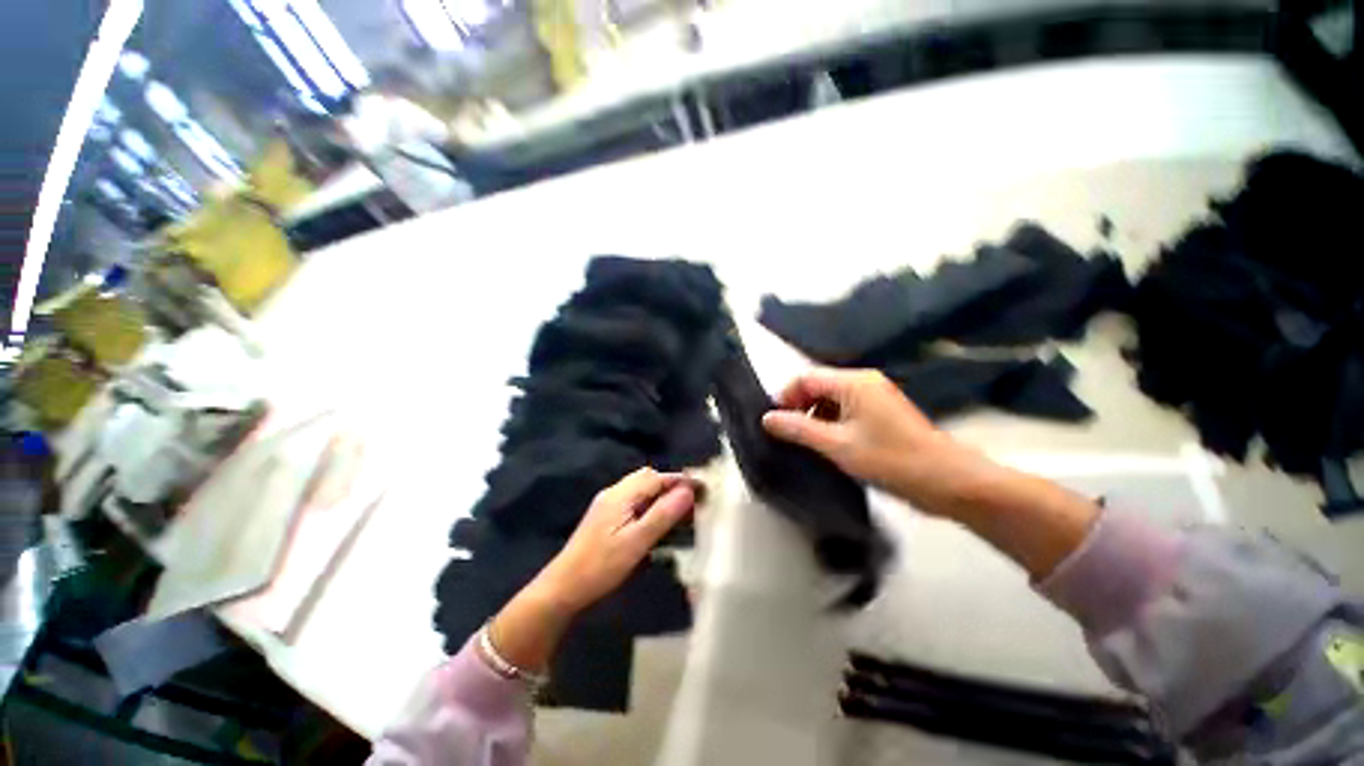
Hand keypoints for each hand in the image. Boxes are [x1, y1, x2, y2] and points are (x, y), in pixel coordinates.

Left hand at [487, 468, 696, 674]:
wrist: (563, 587)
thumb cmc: (602, 565)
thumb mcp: (637, 541)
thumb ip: (663, 514)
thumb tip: (688, 491)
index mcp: (621, 494)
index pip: (656, 477)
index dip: (680, 480)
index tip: (702, 488)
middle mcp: (614, 492)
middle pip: (647, 477)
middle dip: (670, 483)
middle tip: (690, 500)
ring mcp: (607, 503)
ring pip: (639, 488)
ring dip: (660, 492)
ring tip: (678, 509)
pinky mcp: (604, 515)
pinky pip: (632, 499)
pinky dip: (649, 502)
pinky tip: (655, 519)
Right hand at [761, 368, 1098, 577]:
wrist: (949, 482)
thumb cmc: (890, 460)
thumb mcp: (837, 445)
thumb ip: (799, 429)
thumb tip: (767, 418)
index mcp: (853, 382)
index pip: (806, 378)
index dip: (786, 397)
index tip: (774, 423)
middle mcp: (864, 382)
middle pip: (819, 387)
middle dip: (799, 408)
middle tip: (787, 436)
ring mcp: (876, 398)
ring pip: (832, 400)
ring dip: (815, 418)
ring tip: (805, 444)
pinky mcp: (883, 414)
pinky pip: (847, 411)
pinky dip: (832, 424)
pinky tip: (828, 446)